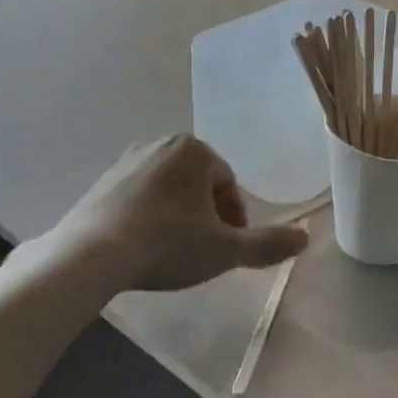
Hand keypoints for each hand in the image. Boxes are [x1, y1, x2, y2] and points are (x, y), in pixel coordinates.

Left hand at [42, 135, 307, 296]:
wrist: (91, 254)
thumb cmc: (167, 244)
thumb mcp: (225, 250)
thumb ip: (267, 243)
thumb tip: (306, 237)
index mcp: (195, 150)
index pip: (228, 183)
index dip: (234, 219)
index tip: (228, 248)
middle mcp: (161, 143)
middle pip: (199, 183)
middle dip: (206, 215)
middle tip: (203, 251)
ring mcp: (127, 160)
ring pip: (169, 189)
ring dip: (178, 215)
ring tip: (173, 252)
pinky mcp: (102, 180)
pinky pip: (139, 196)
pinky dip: (149, 216)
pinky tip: (143, 246)